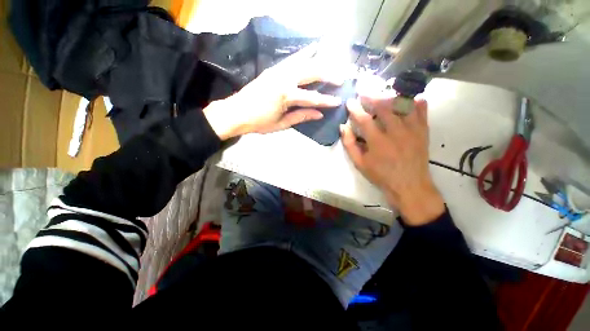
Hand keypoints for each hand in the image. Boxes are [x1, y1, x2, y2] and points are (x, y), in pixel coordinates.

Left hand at [204, 43, 344, 139]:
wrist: (236, 112)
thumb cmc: (259, 122)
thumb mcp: (281, 124)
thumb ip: (301, 116)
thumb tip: (319, 114)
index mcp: (286, 96)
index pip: (312, 97)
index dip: (326, 100)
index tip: (338, 101)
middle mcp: (284, 79)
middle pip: (311, 72)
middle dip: (328, 74)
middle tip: (341, 77)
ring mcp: (277, 71)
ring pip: (302, 60)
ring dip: (318, 58)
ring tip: (331, 55)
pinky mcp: (273, 69)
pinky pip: (292, 59)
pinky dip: (303, 53)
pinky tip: (311, 49)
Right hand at [340, 97, 444, 225]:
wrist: (410, 185)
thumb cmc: (381, 175)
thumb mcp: (360, 163)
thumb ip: (350, 144)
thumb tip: (343, 127)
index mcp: (378, 142)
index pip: (364, 119)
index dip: (355, 109)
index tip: (350, 102)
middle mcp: (396, 132)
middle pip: (384, 107)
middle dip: (372, 97)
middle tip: (364, 92)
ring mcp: (412, 130)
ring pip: (402, 105)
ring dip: (390, 96)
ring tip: (382, 94)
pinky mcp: (423, 131)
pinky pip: (421, 111)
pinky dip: (416, 102)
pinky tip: (410, 98)